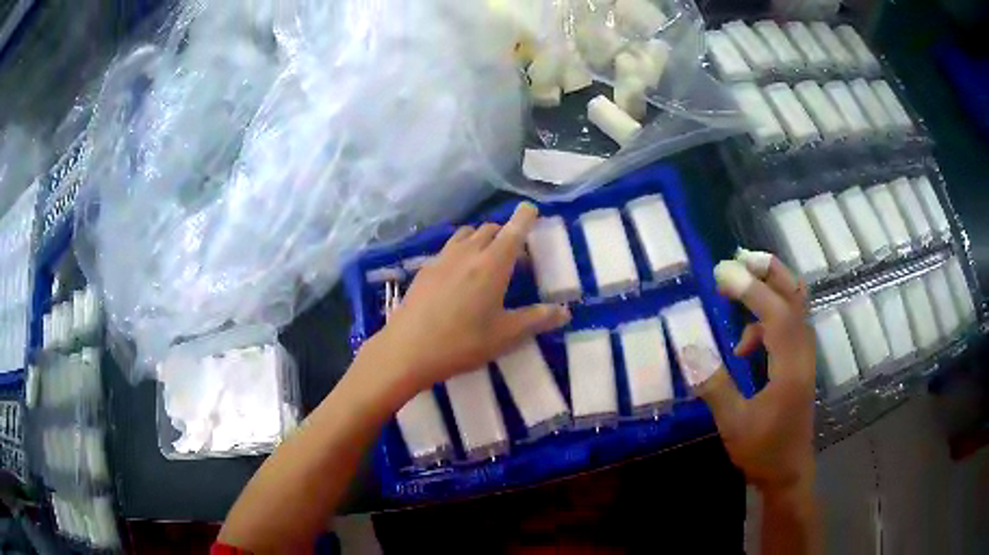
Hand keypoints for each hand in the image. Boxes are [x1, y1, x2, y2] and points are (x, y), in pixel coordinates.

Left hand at [364, 202, 570, 397]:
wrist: (407, 349)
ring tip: (487, 261)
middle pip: (490, 229)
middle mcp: (468, 252)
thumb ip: (536, 319)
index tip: (531, 209)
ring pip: (466, 235)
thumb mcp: (505, 335)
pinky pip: (448, 248)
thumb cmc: (462, 342)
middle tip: (515, 255)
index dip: (525, 216)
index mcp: (492, 264)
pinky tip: (459, 276)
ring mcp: (442, 258)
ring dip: (482, 239)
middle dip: (506, 233)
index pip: (513, 229)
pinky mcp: (425, 269)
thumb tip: (565, 312)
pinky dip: (461, 250)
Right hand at [680, 253, 815, 491]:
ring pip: (795, 308)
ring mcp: (804, 357)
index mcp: (790, 368)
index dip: (752, 290)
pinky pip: (788, 326)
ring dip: (770, 289)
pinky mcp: (800, 364)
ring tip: (738, 287)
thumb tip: (690, 349)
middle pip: (796, 298)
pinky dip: (767, 319)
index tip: (723, 273)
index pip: (777, 315)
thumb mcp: (734, 424)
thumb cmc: (763, 451)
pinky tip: (744, 345)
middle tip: (741, 258)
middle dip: (771, 272)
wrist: (789, 472)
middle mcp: (803, 354)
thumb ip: (715, 386)